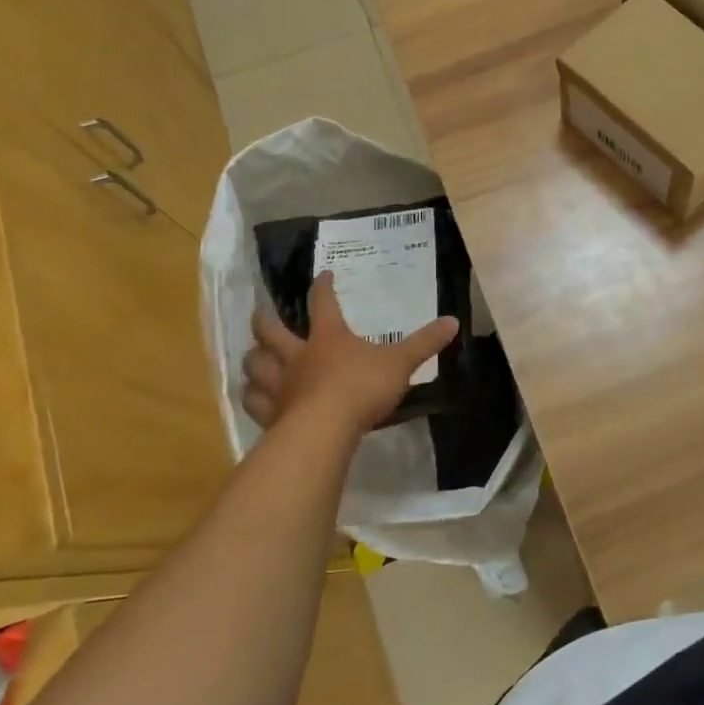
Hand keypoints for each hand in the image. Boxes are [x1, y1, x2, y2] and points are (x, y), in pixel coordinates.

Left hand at [243, 272, 458, 436]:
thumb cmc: (361, 388)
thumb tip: (453, 321)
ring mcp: (280, 386)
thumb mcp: (400, 363)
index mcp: (328, 337)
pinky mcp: (272, 415)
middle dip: (265, 320)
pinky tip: (252, 397)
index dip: (322, 288)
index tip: (322, 275)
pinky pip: (254, 403)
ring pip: (256, 366)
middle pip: (272, 332)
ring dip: (253, 358)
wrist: (325, 429)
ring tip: (254, 356)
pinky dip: (251, 397)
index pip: (323, 304)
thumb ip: (424, 343)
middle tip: (261, 312)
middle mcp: (298, 356)